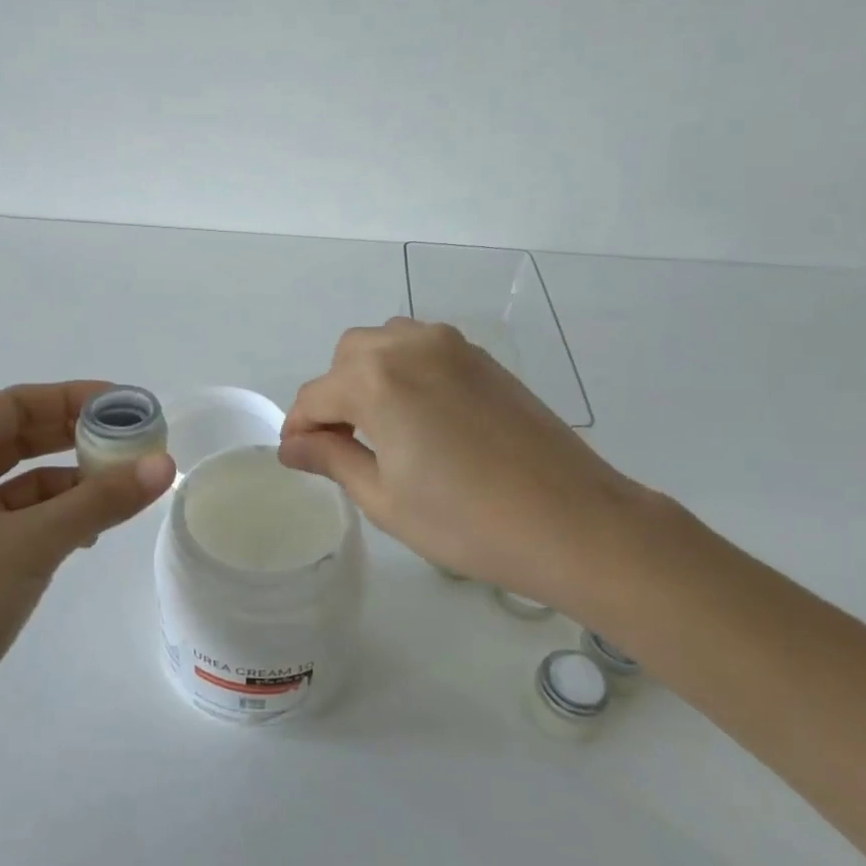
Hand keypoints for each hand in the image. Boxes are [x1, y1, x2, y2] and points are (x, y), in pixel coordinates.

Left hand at [0, 382, 174, 733]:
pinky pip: (17, 520)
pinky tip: (90, 534)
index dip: (73, 398)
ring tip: (124, 489)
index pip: (15, 405)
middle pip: (19, 440)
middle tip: (134, 443)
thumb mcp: (34, 542)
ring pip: (21, 483)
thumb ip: (101, 500)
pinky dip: (55, 518)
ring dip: (71, 484)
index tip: (126, 405)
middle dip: (76, 440)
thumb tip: (165, 463)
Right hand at [279, 319, 657, 605]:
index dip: (299, 429)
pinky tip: (419, 415)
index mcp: (376, 381)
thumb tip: (292, 446)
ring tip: (379, 427)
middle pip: (347, 360)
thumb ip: (332, 460)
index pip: (315, 397)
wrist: (573, 521)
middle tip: (340, 446)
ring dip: (367, 377)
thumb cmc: (467, 521)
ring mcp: (451, 346)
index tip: (298, 458)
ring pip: (385, 344)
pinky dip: (403, 371)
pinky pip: (422, 348)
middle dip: (332, 398)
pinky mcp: (481, 357)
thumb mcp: (385, 499)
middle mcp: (409, 346)